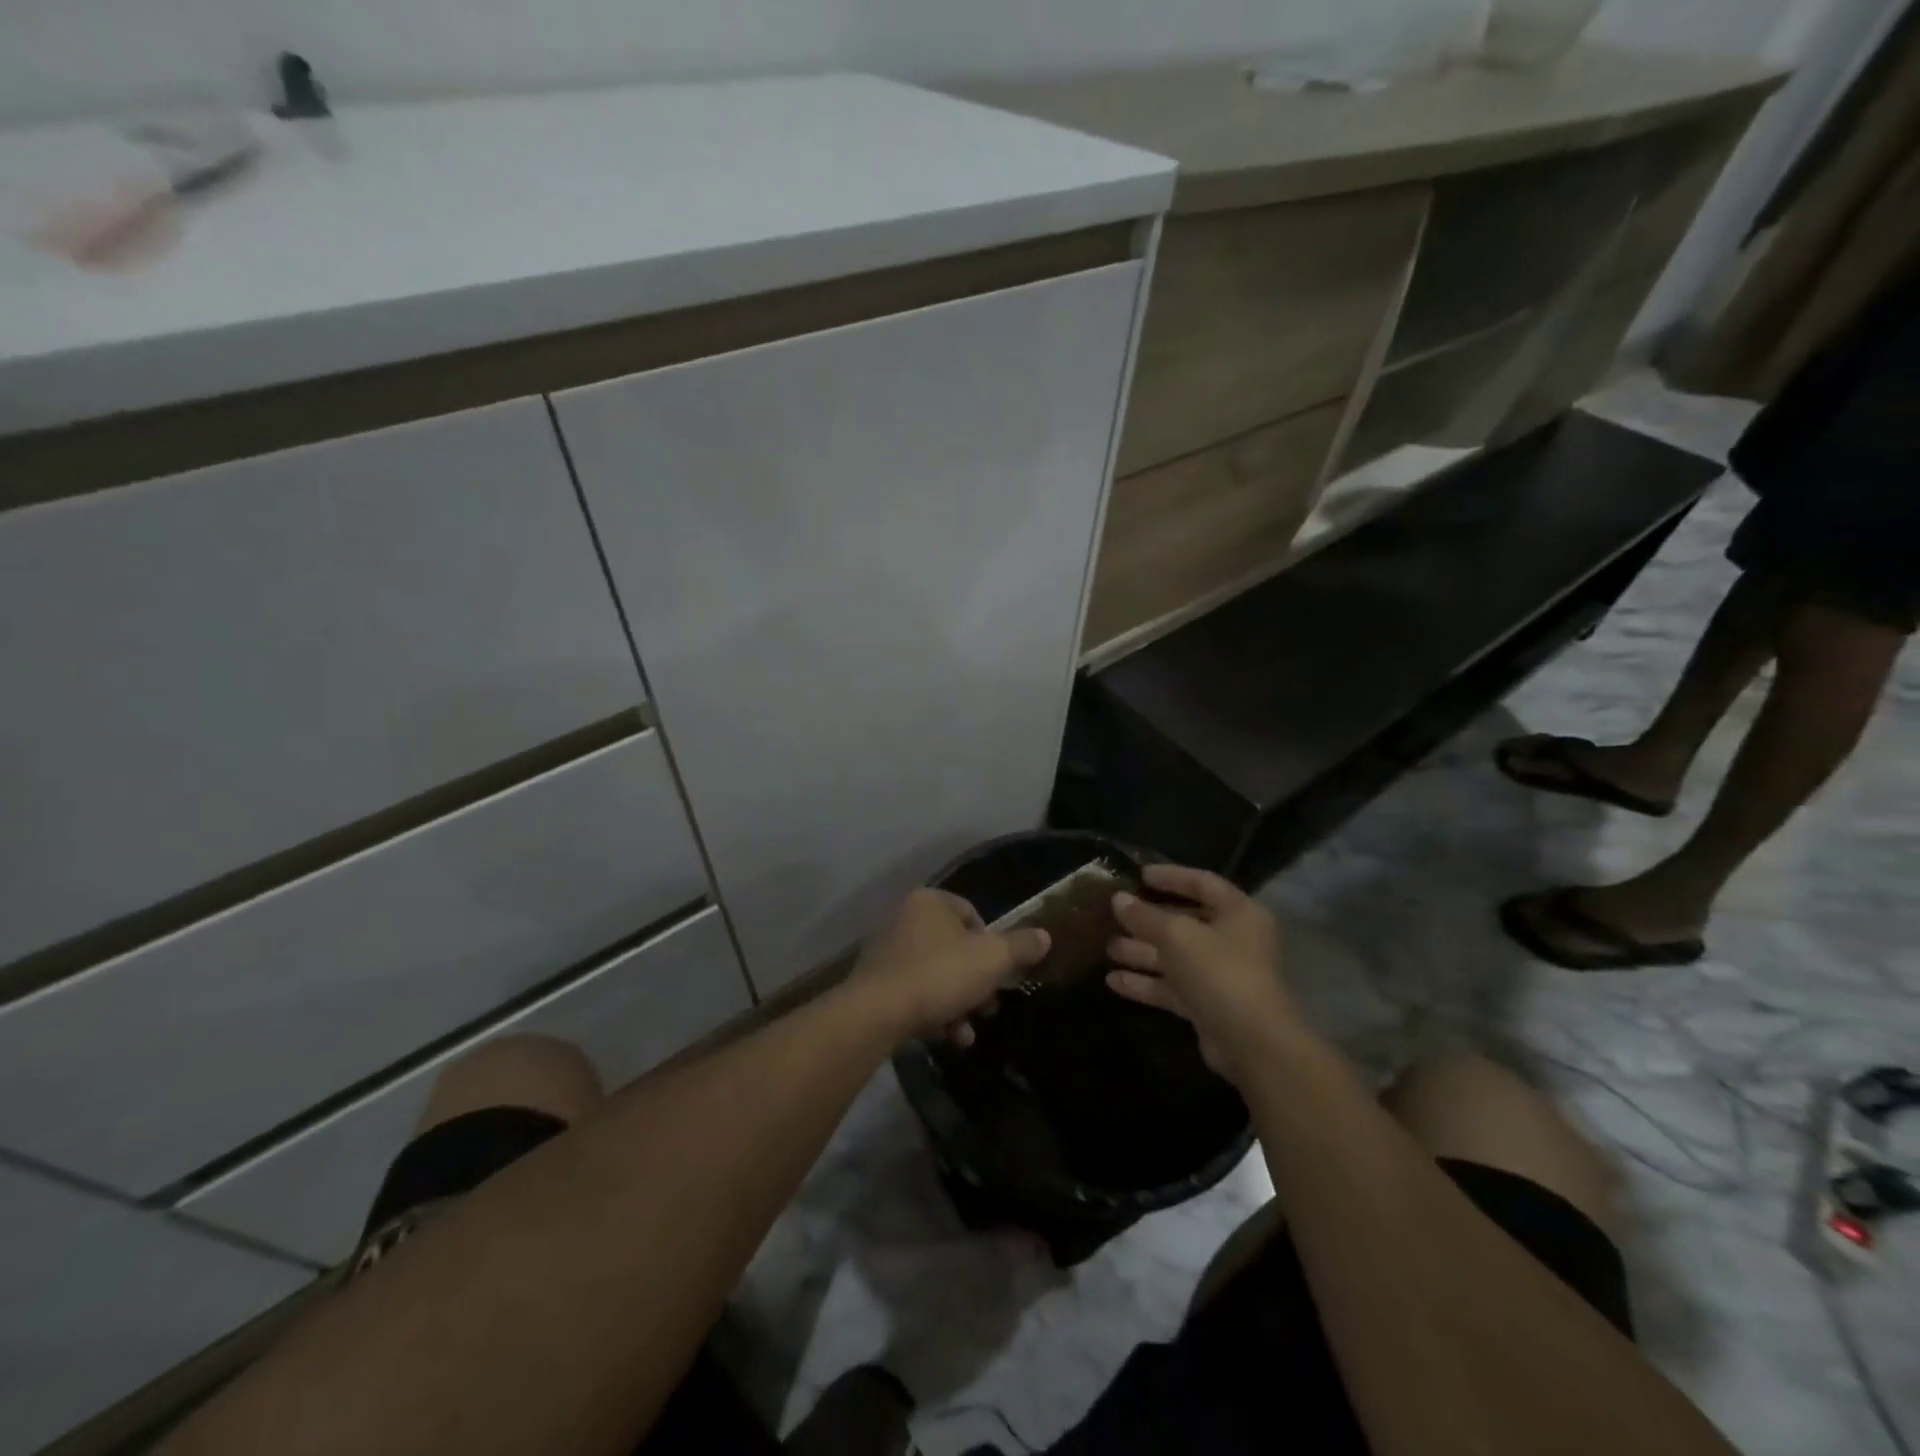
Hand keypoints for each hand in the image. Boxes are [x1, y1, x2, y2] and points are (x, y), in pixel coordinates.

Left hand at [848, 889, 1049, 1045]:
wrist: (876, 1013)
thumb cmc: (939, 975)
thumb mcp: (992, 960)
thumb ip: (1021, 946)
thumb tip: (1045, 936)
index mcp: (929, 901)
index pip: (972, 914)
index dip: (992, 945)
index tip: (999, 974)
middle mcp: (903, 917)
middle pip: (954, 948)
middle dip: (975, 981)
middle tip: (988, 1008)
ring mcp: (885, 949)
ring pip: (935, 973)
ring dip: (957, 1003)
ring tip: (967, 1033)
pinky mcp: (873, 981)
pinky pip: (913, 991)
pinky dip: (931, 1011)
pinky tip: (944, 1037)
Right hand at [1105, 864, 1298, 1086]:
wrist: (1251, 1043)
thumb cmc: (1219, 971)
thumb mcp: (1176, 935)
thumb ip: (1145, 916)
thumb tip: (1118, 899)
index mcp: (1238, 912)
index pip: (1202, 883)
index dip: (1171, 877)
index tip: (1139, 875)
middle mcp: (1232, 940)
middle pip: (1185, 922)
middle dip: (1148, 920)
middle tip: (1115, 914)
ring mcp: (1219, 974)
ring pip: (1174, 956)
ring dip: (1142, 952)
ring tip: (1107, 948)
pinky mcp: (1207, 1004)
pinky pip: (1172, 987)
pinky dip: (1145, 983)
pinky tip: (1113, 980)